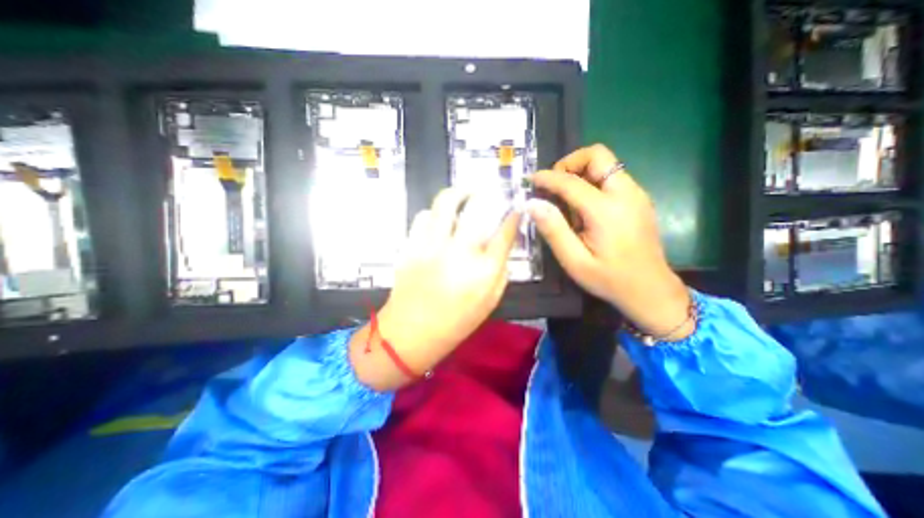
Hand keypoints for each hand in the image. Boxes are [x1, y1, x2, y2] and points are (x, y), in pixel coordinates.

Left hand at [350, 188, 518, 390]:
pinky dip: (433, 214)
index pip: (505, 233)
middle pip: (476, 208)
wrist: (410, 333)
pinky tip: (438, 221)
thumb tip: (502, 245)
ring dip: (456, 195)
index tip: (515, 206)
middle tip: (486, 190)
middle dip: (485, 193)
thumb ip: (500, 271)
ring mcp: (431, 247)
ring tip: (461, 196)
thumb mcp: (489, 302)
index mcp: (483, 272)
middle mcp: (459, 253)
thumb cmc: (455, 322)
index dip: (513, 215)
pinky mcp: (410, 246)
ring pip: (445, 204)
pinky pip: (422, 217)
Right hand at [528, 145, 692, 339]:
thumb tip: (532, 204)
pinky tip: (584, 207)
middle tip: (554, 185)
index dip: (547, 177)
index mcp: (606, 211)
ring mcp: (636, 194)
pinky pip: (612, 177)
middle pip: (597, 155)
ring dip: (581, 172)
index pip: (570, 181)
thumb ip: (553, 230)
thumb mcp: (574, 261)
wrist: (650, 290)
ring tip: (566, 198)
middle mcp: (626, 194)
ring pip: (606, 163)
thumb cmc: (609, 279)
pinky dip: (593, 181)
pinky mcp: (638, 199)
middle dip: (570, 163)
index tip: (530, 180)